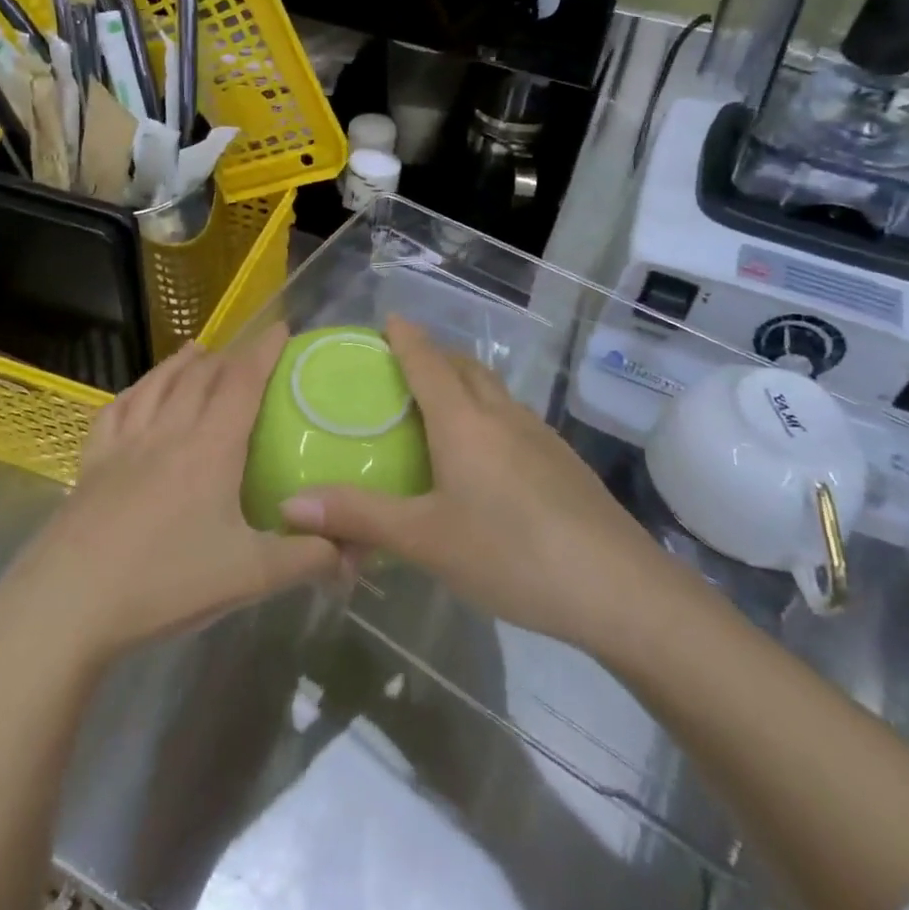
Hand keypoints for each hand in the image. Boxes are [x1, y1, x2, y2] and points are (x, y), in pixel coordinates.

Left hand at [0, 324, 342, 677]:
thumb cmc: (165, 583)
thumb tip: (354, 552)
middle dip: (228, 357)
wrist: (68, 604)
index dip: (264, 351)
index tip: (282, 328)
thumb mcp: (249, 576)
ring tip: (196, 350)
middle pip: (200, 377)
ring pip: (157, 385)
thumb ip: (306, 558)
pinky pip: (115, 411)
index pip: (242, 382)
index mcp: (210, 448)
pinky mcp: (92, 464)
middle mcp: (168, 432)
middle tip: (246, 352)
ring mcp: (124, 445)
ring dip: (181, 363)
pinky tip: (137, 394)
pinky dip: (134, 391)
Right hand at [280, 317, 658, 650]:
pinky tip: (488, 455)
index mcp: (463, 421)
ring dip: (465, 382)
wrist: (620, 589)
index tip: (388, 319)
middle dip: (435, 355)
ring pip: (494, 390)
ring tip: (442, 404)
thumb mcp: (425, 540)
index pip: (427, 361)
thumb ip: (359, 517)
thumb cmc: (511, 555)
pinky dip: (489, 413)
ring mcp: (540, 435)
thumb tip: (288, 504)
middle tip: (405, 365)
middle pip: (465, 366)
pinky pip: (514, 418)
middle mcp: (502, 415)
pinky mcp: (563, 461)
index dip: (406, 337)